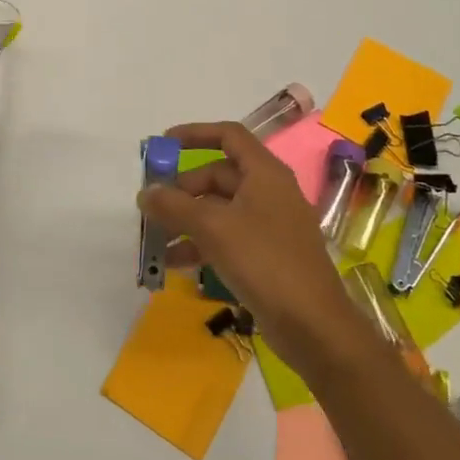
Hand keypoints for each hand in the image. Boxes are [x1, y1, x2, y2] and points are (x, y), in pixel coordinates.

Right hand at [138, 121, 364, 372]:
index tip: (163, 145)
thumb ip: (175, 206)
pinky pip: (226, 238)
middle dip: (182, 190)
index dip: (195, 134)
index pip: (229, 135)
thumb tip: (146, 193)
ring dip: (185, 220)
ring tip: (155, 239)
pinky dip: (200, 244)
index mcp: (265, 174)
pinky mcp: (265, 255)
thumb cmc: (265, 262)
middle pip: (217, 176)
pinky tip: (174, 263)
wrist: (313, 326)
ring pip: (218, 210)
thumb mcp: (213, 228)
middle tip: (152, 208)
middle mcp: (268, 192)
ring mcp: (268, 225)